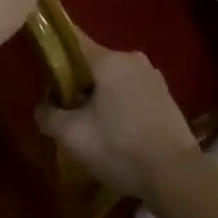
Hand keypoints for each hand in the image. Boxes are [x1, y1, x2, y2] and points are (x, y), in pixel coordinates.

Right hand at [36, 31, 200, 199]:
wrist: (175, 176)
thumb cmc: (119, 148)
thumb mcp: (71, 135)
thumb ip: (48, 114)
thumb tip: (43, 106)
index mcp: (109, 60)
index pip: (72, 41)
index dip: (54, 54)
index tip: (42, 73)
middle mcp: (133, 59)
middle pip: (92, 64)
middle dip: (76, 84)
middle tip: (65, 113)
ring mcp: (154, 77)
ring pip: (113, 80)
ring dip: (98, 97)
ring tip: (90, 127)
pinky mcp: (166, 97)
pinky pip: (131, 93)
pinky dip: (118, 106)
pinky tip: (115, 132)